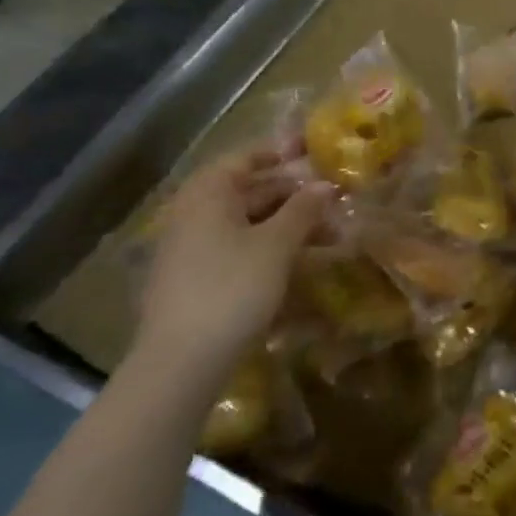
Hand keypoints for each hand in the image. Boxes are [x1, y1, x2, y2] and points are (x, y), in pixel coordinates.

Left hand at [134, 146, 331, 374]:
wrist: (181, 361)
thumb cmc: (232, 287)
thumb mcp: (276, 245)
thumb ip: (303, 210)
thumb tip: (325, 185)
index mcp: (208, 194)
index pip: (246, 158)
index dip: (281, 154)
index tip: (313, 154)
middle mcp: (194, 213)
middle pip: (249, 192)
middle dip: (294, 197)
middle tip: (335, 203)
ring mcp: (191, 248)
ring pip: (247, 224)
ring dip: (288, 226)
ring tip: (331, 238)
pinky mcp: (195, 279)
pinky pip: (237, 249)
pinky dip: (269, 249)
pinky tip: (298, 264)